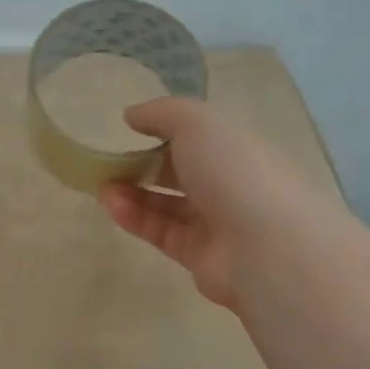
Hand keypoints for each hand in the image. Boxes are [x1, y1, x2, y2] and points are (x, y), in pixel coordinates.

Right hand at [98, 97, 327, 313]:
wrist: (268, 247)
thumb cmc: (235, 170)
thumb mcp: (197, 122)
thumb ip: (161, 113)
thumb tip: (131, 115)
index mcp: (239, 146)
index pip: (201, 135)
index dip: (165, 130)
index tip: (130, 129)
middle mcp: (231, 183)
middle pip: (181, 171)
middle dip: (143, 165)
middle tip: (108, 162)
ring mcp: (218, 222)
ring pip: (167, 204)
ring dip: (132, 193)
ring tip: (101, 187)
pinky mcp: (199, 255)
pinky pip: (161, 232)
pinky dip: (135, 218)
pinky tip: (112, 205)